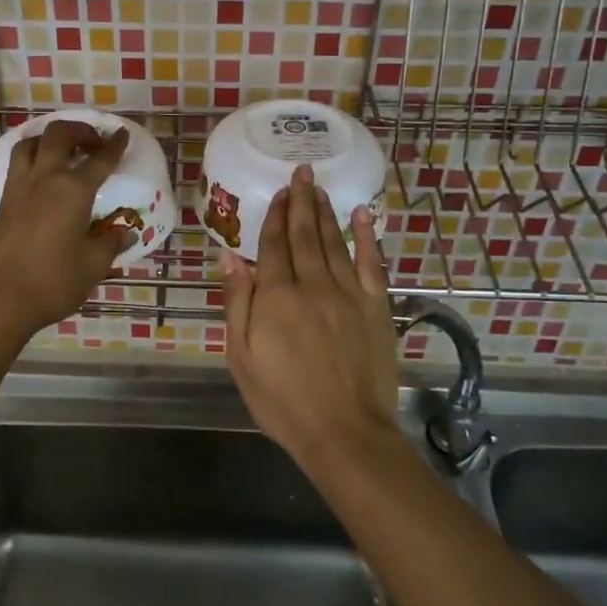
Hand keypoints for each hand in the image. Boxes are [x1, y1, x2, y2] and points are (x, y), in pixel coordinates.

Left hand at [0, 119, 131, 337]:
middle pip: (59, 135)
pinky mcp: (3, 201)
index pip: (100, 160)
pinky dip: (31, 157)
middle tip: (93, 143)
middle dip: (79, 130)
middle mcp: (45, 179)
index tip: (122, 135)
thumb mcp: (94, 265)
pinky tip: (40, 174)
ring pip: (30, 144)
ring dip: (49, 139)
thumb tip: (124, 233)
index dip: (114, 145)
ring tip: (63, 151)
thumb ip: (111, 243)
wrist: (2, 299)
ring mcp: (19, 188)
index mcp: (73, 191)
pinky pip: (17, 164)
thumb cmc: (54, 282)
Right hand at [221, 164, 400, 471]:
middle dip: (302, 201)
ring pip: (335, 242)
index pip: (273, 245)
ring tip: (320, 188)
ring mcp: (348, 294)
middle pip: (305, 234)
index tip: (279, 191)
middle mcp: (313, 284)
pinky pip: (371, 263)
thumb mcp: (241, 357)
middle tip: (302, 172)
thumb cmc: (283, 400)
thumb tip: (230, 256)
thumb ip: (237, 302)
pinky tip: (363, 215)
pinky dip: (367, 237)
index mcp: (276, 296)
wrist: (345, 433)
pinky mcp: (375, 308)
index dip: (275, 216)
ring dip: (327, 212)